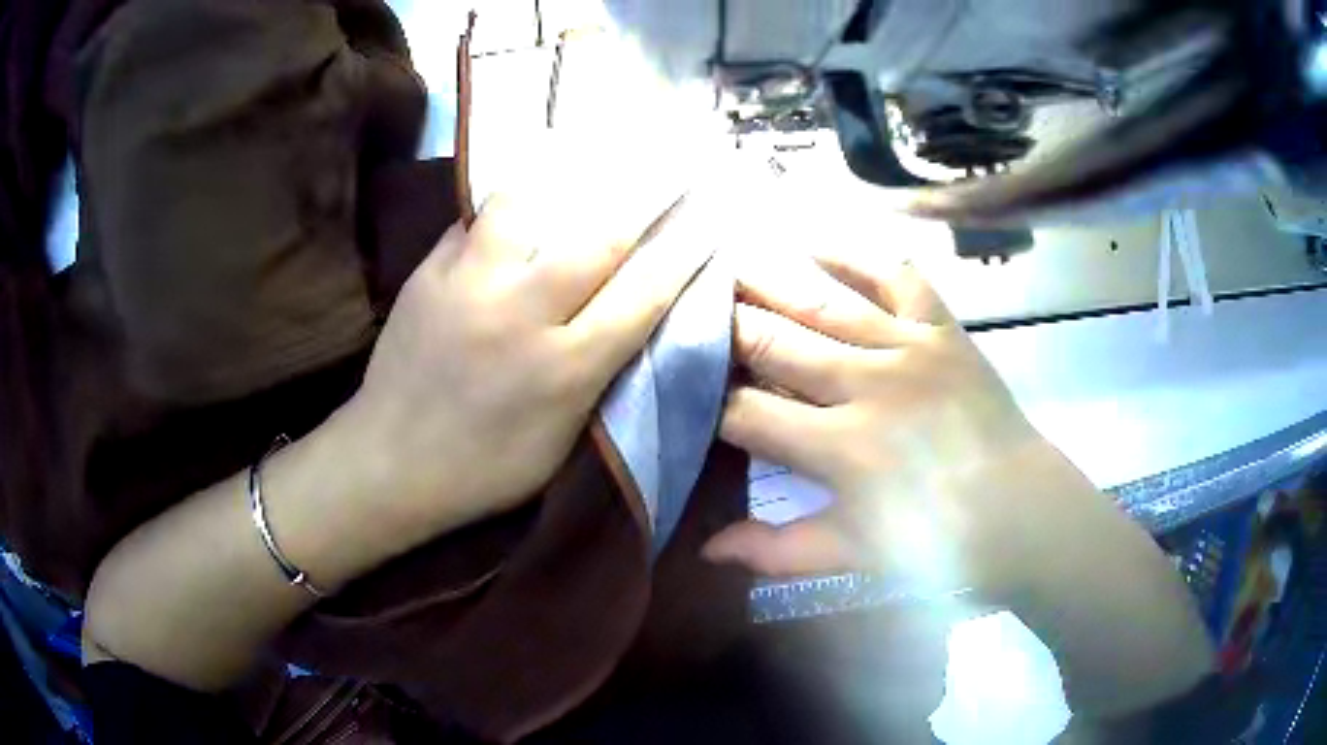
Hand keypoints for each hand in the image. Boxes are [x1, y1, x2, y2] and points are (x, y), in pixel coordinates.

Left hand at [342, 188, 708, 546]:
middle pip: (597, 238)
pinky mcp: (427, 272)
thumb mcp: (561, 440)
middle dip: (645, 199)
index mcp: (563, 369)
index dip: (683, 253)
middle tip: (671, 168)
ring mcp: (467, 283)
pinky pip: (476, 222)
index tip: (708, 221)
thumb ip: (598, 374)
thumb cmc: (485, 468)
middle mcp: (520, 313)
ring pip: (525, 205)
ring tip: (581, 171)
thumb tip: (630, 316)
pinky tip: (520, 204)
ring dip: (562, 186)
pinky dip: (508, 209)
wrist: (389, 463)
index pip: (643, 294)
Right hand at [703, 248, 1088, 594]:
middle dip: (722, 325)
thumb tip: (708, 548)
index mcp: (841, 449)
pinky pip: (896, 276)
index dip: (707, 401)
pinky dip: (855, 254)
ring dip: (767, 277)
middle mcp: (867, 386)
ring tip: (723, 257)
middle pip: (774, 342)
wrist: (1022, 511)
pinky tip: (813, 238)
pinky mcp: (943, 329)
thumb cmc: (937, 543)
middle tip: (682, 304)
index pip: (747, 413)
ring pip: (822, 301)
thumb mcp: (853, 556)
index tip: (683, 389)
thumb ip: (777, 550)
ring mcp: (908, 348)